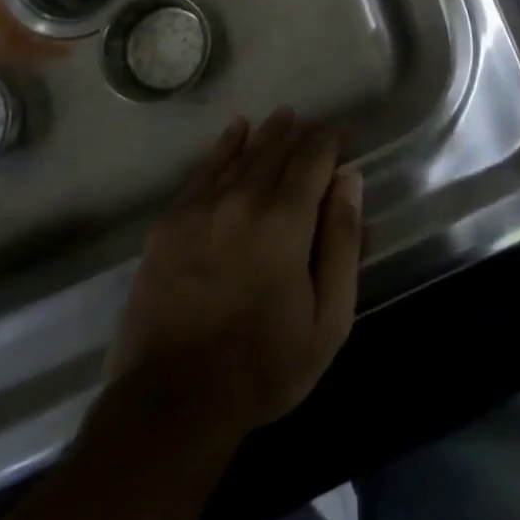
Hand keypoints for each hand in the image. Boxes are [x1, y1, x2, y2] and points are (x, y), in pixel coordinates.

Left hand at [107, 109, 362, 437]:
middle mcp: (244, 199)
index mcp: (286, 220)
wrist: (171, 402)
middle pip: (276, 149)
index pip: (313, 159)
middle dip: (298, 134)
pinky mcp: (170, 221)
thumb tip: (349, 181)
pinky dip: (223, 147)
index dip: (329, 143)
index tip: (339, 139)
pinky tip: (235, 132)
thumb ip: (343, 244)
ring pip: (241, 153)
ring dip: (265, 134)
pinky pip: (203, 169)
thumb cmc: (263, 366)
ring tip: (281, 118)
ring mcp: (202, 207)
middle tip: (311, 126)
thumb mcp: (328, 320)